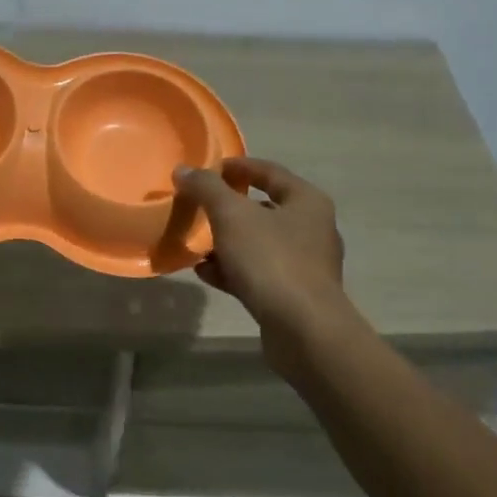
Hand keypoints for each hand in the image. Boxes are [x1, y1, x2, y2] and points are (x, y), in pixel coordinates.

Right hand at [174, 157, 350, 360]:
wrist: (303, 329)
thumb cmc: (271, 259)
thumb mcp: (231, 215)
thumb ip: (206, 188)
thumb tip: (184, 170)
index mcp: (306, 201)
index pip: (269, 172)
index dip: (237, 167)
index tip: (208, 170)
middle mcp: (312, 229)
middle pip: (263, 208)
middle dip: (228, 208)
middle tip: (198, 207)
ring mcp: (305, 264)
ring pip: (258, 243)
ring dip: (227, 241)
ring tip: (196, 243)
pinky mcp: (293, 294)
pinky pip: (257, 272)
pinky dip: (232, 269)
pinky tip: (205, 273)